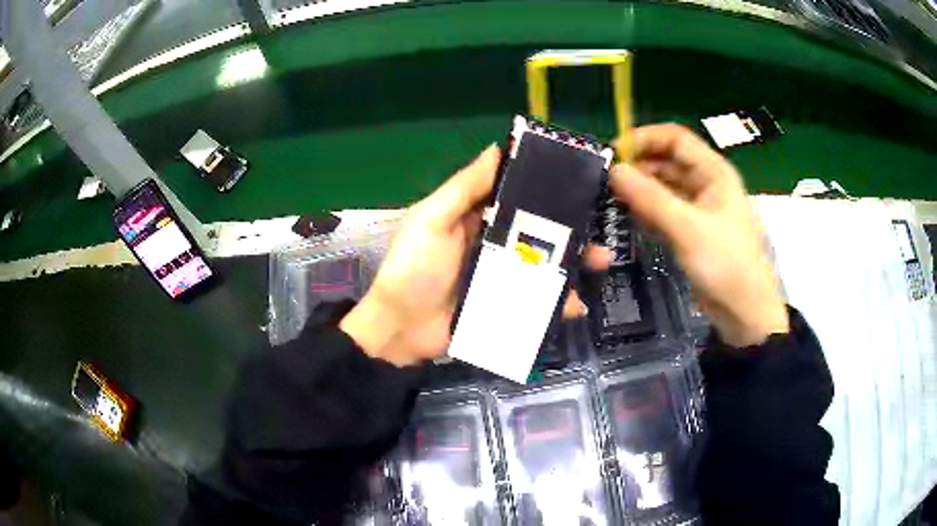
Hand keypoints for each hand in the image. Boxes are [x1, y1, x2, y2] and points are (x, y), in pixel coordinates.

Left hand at [340, 145, 591, 366]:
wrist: (400, 328)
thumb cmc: (413, 268)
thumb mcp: (431, 220)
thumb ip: (463, 188)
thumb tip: (496, 149)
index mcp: (476, 218)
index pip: (516, 197)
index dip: (544, 190)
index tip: (577, 183)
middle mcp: (492, 243)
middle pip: (537, 233)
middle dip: (569, 230)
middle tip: (598, 228)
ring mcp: (500, 277)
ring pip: (543, 265)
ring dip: (572, 264)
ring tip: (599, 261)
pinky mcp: (504, 305)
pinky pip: (536, 300)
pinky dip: (557, 302)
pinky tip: (577, 303)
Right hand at [610, 124, 787, 346]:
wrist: (745, 312)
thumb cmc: (725, 264)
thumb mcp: (687, 228)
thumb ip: (650, 198)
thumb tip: (614, 170)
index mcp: (713, 171)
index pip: (675, 138)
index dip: (644, 138)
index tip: (614, 152)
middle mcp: (706, 183)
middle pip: (667, 160)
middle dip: (639, 166)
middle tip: (606, 181)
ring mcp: (699, 207)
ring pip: (664, 186)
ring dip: (640, 190)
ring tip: (612, 200)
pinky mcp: (692, 230)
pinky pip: (665, 210)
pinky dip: (647, 211)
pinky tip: (629, 219)